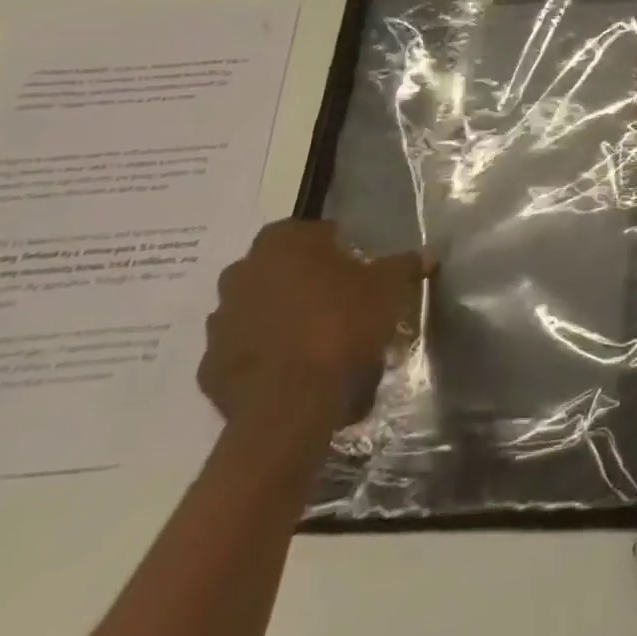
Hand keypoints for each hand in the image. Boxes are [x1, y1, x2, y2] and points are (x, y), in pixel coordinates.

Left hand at [199, 221, 426, 433]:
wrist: (292, 403)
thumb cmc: (342, 324)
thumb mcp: (388, 287)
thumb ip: (404, 265)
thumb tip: (427, 254)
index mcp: (282, 243)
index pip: (309, 232)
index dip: (334, 247)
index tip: (355, 268)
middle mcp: (242, 273)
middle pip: (278, 269)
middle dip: (302, 280)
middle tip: (337, 300)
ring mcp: (220, 323)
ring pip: (257, 309)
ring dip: (280, 317)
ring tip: (315, 339)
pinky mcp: (210, 368)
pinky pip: (243, 351)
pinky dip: (264, 355)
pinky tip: (293, 369)